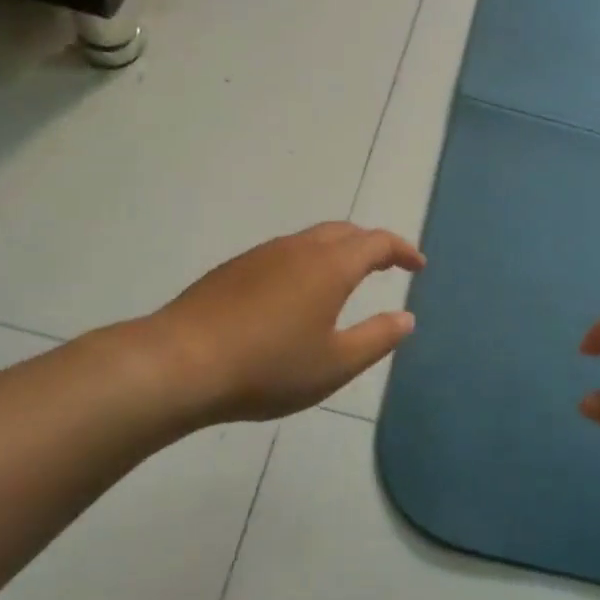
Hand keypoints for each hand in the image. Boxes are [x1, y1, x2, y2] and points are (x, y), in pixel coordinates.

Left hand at [126, 223, 424, 426]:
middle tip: (387, 266)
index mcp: (330, 266)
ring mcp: (262, 255)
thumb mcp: (335, 364)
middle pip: (344, 232)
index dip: (402, 250)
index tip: (418, 266)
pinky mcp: (234, 268)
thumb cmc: (269, 367)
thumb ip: (377, 338)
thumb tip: (406, 318)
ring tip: (345, 280)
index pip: (377, 242)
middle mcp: (298, 249)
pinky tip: (296, 295)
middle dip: (371, 244)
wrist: (181, 363)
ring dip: (337, 251)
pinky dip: (307, 262)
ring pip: (311, 240)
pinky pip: (284, 253)